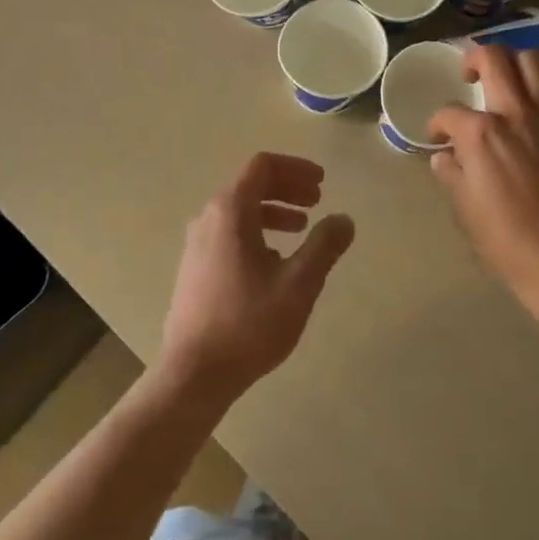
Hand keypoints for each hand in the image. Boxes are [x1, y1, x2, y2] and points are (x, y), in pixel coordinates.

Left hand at [156, 153, 354, 408]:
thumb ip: (324, 246)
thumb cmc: (249, 323)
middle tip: (318, 201)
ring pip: (239, 211)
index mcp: (230, 212)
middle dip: (287, 188)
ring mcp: (197, 244)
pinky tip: (275, 261)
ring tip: (302, 229)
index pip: (262, 166)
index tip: (323, 183)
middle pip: (250, 185)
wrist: (194, 373)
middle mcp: (208, 218)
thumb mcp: (298, 283)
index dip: (295, 168)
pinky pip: (229, 233)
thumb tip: (344, 219)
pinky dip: (256, 231)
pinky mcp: (194, 267)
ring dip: (273, 211)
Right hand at [429, 46, 538, 307]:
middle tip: (470, 74)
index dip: (438, 122)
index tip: (439, 135)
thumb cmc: (503, 238)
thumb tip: (444, 155)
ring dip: (517, 61)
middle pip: (494, 58)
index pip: (449, 112)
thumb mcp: (463, 206)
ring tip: (509, 77)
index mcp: (481, 133)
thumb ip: (451, 171)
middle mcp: (516, 113)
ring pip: (536, 60)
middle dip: (475, 58)